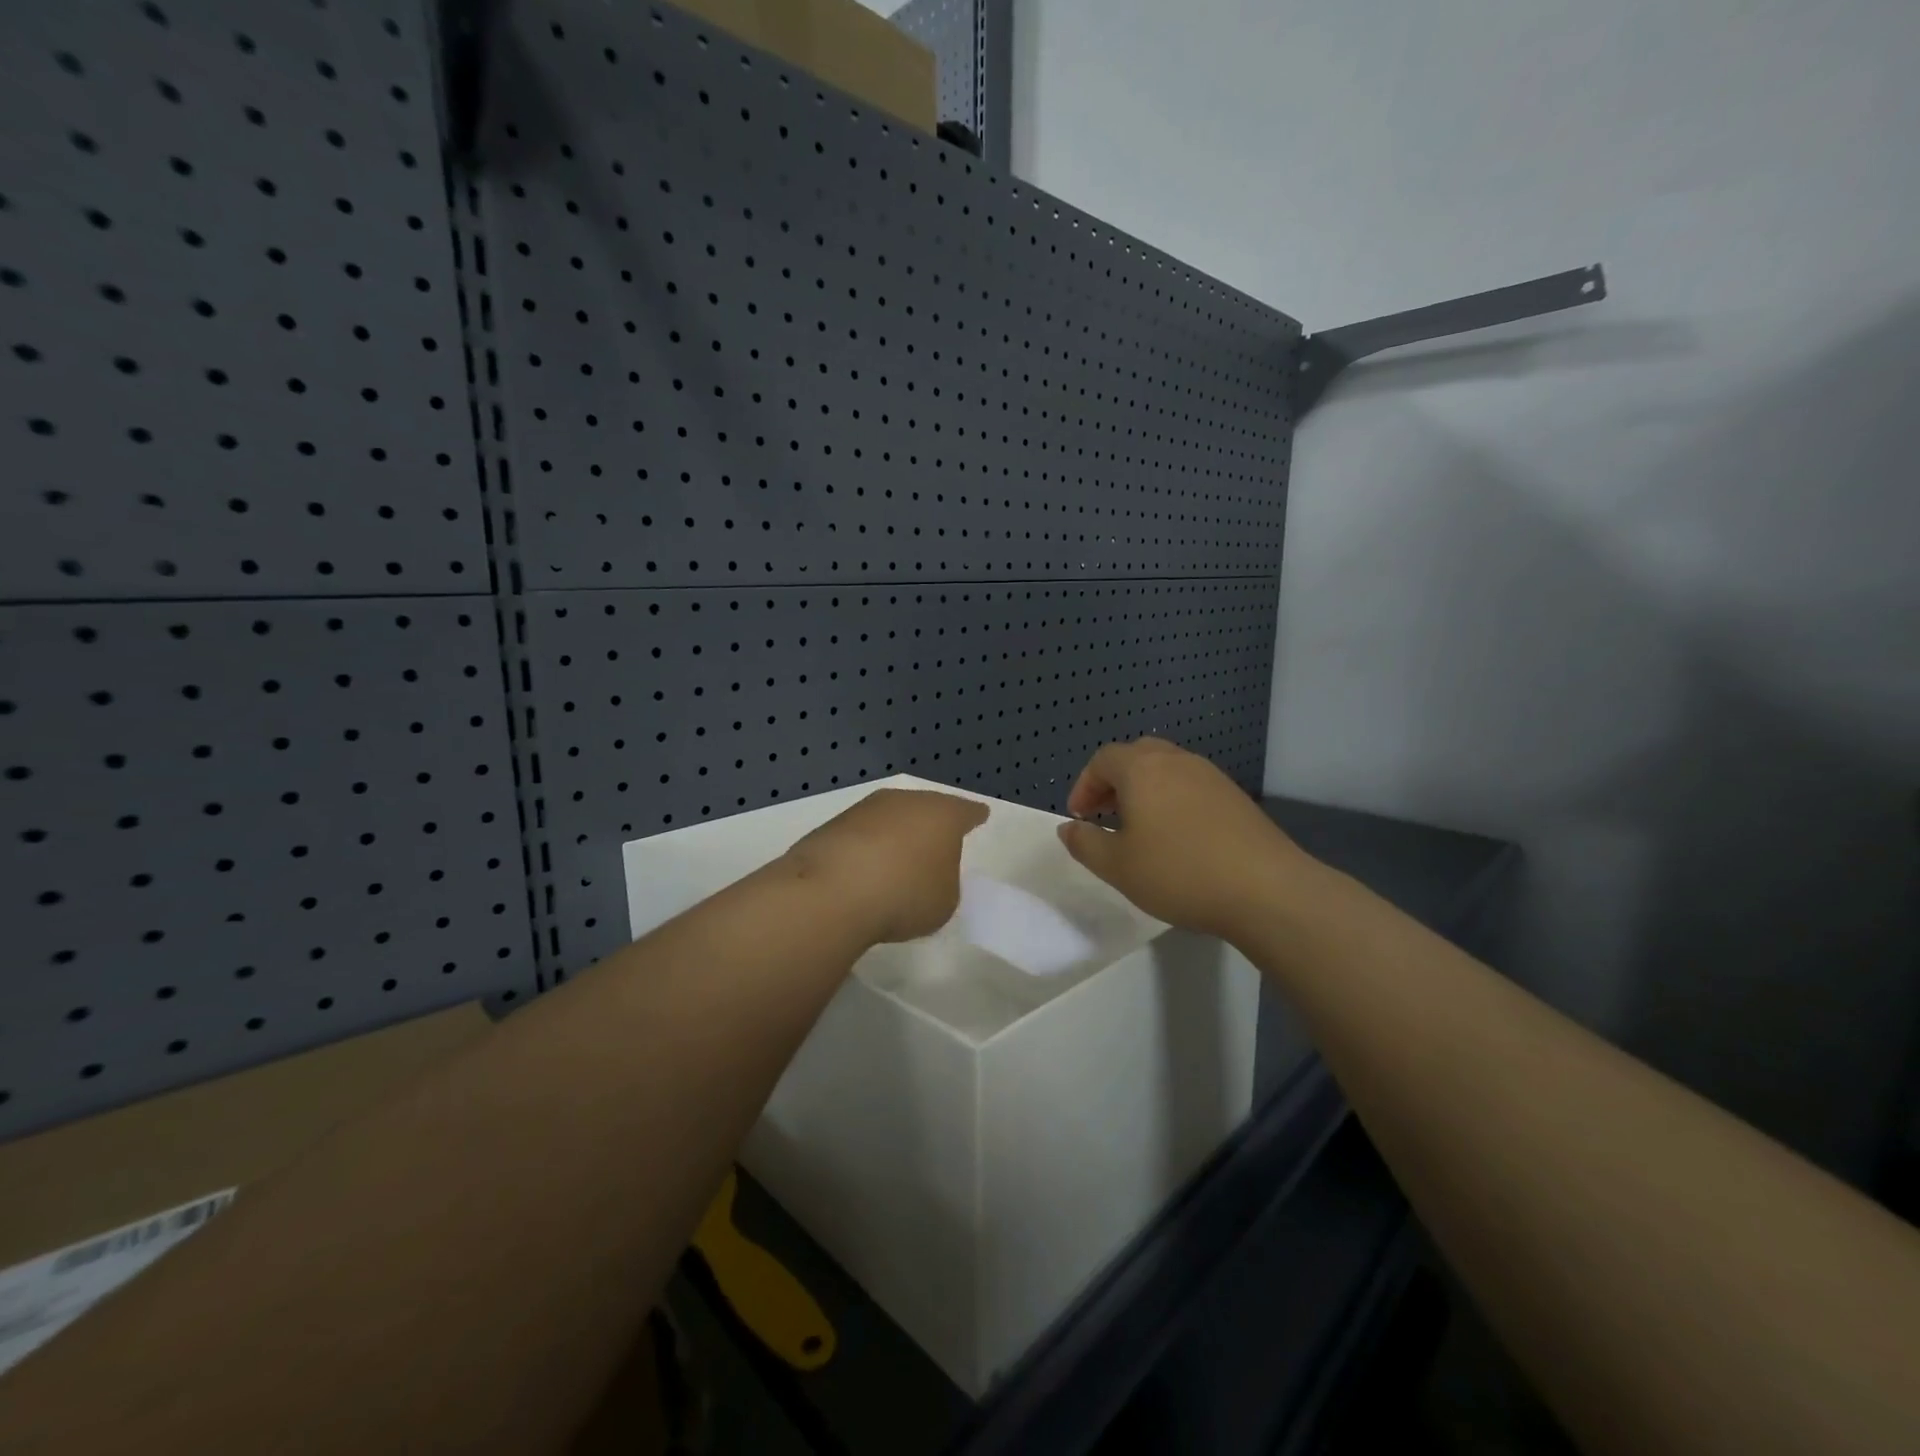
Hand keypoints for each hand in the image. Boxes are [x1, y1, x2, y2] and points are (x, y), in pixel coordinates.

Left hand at [783, 788, 988, 943]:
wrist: (832, 892)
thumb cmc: (905, 895)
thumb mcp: (945, 900)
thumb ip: (944, 881)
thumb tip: (928, 874)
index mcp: (942, 815)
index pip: (966, 811)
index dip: (974, 817)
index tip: (980, 816)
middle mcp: (905, 801)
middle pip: (925, 808)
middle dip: (931, 825)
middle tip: (936, 842)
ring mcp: (865, 809)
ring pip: (890, 818)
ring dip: (895, 836)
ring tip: (897, 862)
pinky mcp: (833, 825)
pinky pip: (861, 835)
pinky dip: (866, 849)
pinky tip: (864, 871)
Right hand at [1058, 739, 1316, 940]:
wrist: (1266, 889)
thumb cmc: (1179, 873)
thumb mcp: (1117, 866)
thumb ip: (1085, 843)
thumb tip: (1068, 827)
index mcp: (1142, 769)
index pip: (1103, 759)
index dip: (1084, 785)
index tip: (1080, 817)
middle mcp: (1176, 761)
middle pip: (1136, 756)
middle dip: (1113, 782)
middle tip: (1105, 815)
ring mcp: (1211, 776)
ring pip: (1166, 769)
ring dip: (1144, 790)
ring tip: (1139, 829)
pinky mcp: (1235, 796)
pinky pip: (1191, 786)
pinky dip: (1172, 800)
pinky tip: (1177, 838)